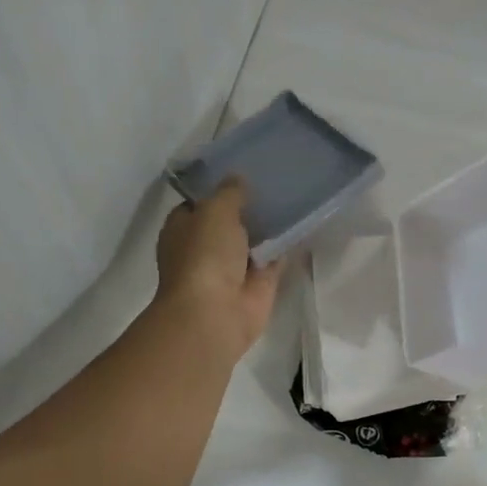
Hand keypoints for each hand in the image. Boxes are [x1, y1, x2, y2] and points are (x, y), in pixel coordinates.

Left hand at [153, 180, 283, 362]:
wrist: (216, 313)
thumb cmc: (204, 256)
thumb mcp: (215, 210)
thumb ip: (229, 192)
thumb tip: (238, 179)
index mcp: (183, 229)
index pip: (199, 203)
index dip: (218, 189)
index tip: (242, 172)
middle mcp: (205, 248)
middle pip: (229, 221)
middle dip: (248, 206)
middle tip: (275, 179)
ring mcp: (232, 267)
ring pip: (253, 239)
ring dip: (269, 225)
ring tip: (294, 195)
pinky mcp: (259, 284)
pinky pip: (275, 257)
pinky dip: (286, 246)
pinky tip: (303, 223)